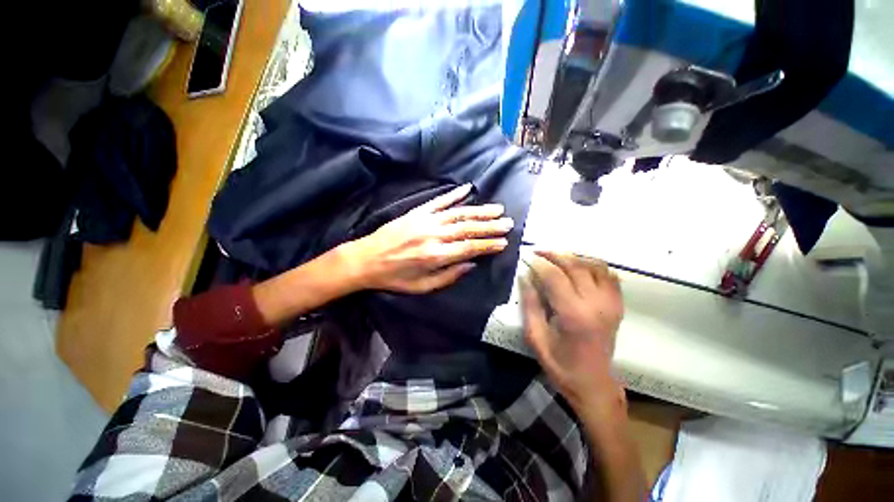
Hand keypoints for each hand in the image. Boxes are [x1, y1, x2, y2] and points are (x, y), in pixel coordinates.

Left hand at [340, 184, 512, 293]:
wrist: (365, 260)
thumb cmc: (394, 277)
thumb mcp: (422, 287)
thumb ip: (449, 276)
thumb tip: (471, 265)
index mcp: (435, 256)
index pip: (469, 248)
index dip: (488, 245)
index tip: (504, 242)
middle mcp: (434, 235)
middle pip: (468, 228)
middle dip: (490, 226)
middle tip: (508, 223)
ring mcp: (425, 220)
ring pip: (458, 213)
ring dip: (479, 211)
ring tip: (497, 209)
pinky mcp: (417, 212)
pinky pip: (439, 201)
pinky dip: (454, 194)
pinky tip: (468, 189)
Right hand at [522, 251, 624, 411]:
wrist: (594, 385)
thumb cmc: (561, 365)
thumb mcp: (536, 338)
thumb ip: (530, 305)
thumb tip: (525, 277)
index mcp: (574, 314)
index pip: (554, 276)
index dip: (539, 263)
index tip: (527, 257)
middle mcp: (596, 304)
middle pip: (575, 265)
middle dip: (554, 254)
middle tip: (538, 252)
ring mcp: (611, 303)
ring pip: (594, 265)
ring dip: (573, 257)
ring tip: (556, 257)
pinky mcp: (617, 305)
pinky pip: (609, 275)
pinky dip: (593, 265)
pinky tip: (579, 267)